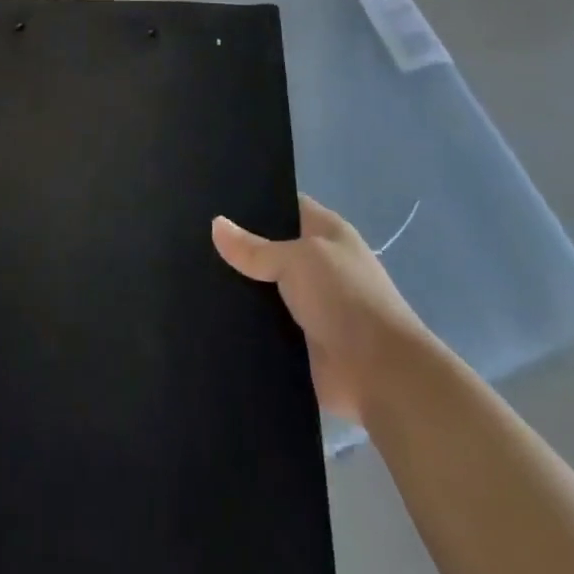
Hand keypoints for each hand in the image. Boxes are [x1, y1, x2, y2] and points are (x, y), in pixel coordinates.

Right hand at [212, 194, 431, 426]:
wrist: (380, 373)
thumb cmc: (344, 299)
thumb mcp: (297, 260)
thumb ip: (254, 247)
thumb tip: (215, 225)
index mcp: (328, 233)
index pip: (286, 205)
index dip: (255, 201)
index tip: (215, 200)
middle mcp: (320, 264)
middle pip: (272, 248)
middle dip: (240, 247)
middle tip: (193, 239)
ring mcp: (312, 305)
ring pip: (266, 288)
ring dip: (241, 288)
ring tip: (193, 275)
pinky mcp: (302, 341)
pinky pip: (267, 324)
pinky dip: (246, 322)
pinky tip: (210, 314)